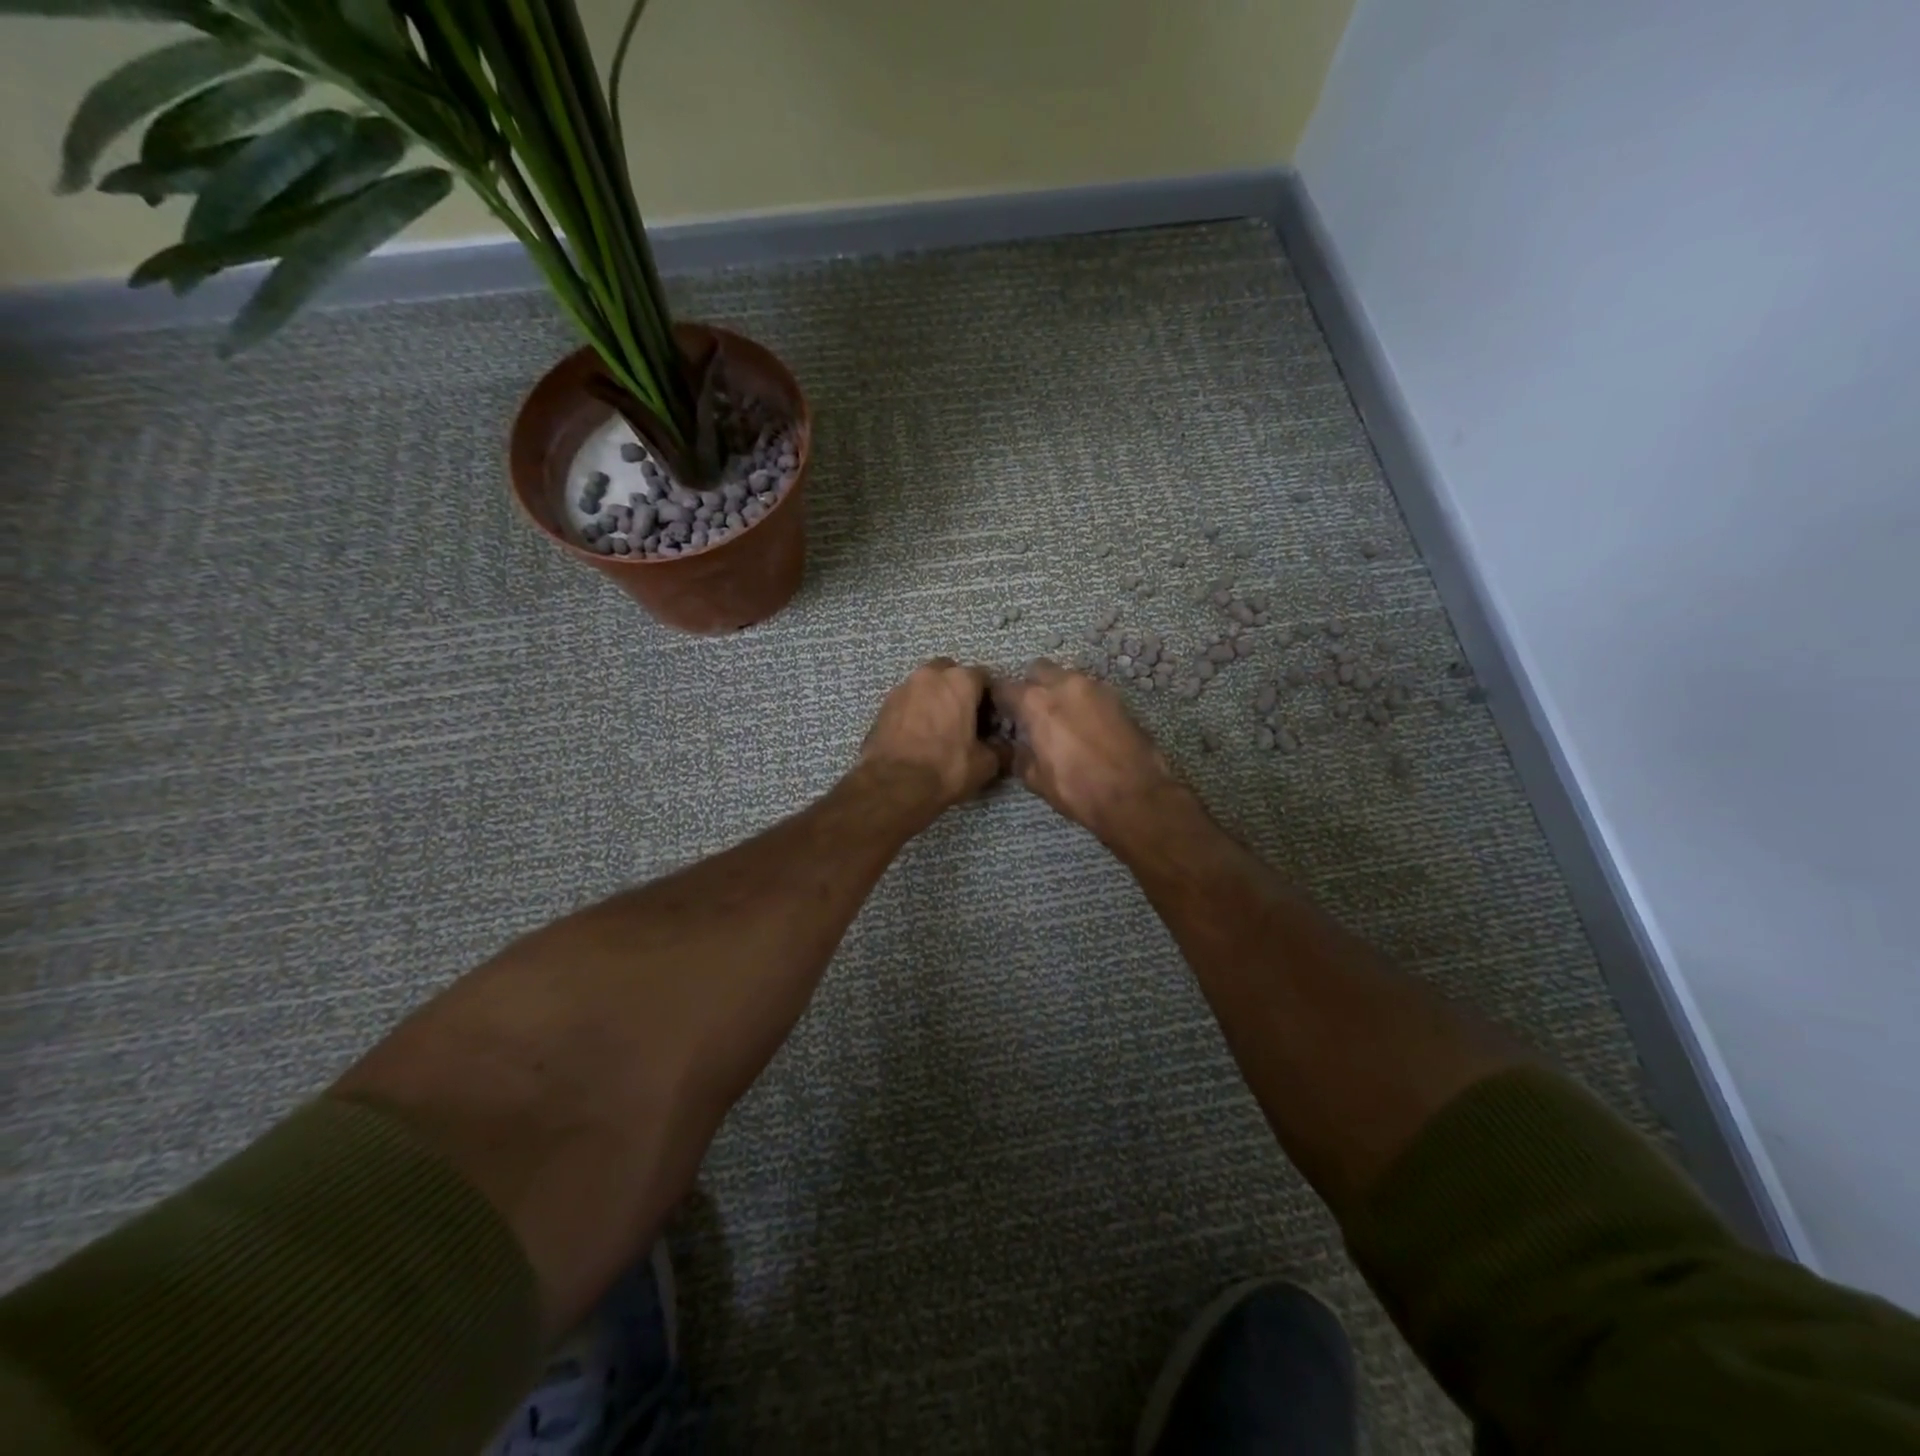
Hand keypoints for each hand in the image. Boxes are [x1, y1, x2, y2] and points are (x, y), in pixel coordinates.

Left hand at [858, 659, 1005, 816]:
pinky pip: (907, 703)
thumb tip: (1004, 748)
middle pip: (950, 674)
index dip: (990, 699)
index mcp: (959, 681)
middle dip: (958, 691)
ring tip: (939, 730)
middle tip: (964, 719)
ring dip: (934, 700)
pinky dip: (915, 713)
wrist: (893, 786)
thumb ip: (1000, 749)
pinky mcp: (882, 706)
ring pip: (925, 687)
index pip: (984, 678)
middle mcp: (929, 675)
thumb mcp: (984, 764)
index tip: (991, 720)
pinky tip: (919, 737)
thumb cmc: (946, 768)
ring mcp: (902, 688)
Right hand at [990, 660, 1177, 841]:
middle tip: (1033, 713)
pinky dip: (1083, 702)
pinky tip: (1086, 727)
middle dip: (1032, 686)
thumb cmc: (1078, 789)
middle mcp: (1065, 685)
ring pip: (1067, 678)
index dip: (1000, 701)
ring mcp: (1095, 687)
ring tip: (1062, 721)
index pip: (1005, 688)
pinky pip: (1091, 691)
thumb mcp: (1036, 779)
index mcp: (1037, 703)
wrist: (1135, 795)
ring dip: (1059, 692)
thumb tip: (1020, 747)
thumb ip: (1021, 755)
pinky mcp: (1118, 698)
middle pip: (1038, 670)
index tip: (1002, 715)